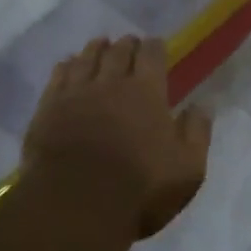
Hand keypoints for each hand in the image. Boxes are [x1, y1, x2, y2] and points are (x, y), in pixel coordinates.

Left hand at [23, 36, 212, 238]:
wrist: (75, 206)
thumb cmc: (139, 190)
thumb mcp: (187, 169)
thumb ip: (196, 132)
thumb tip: (201, 105)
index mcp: (146, 92)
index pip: (152, 54)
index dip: (155, 47)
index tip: (156, 46)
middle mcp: (110, 82)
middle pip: (118, 51)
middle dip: (127, 44)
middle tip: (130, 44)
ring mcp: (76, 93)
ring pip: (87, 57)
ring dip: (97, 48)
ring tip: (101, 45)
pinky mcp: (49, 108)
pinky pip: (59, 75)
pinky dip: (67, 65)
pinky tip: (69, 65)